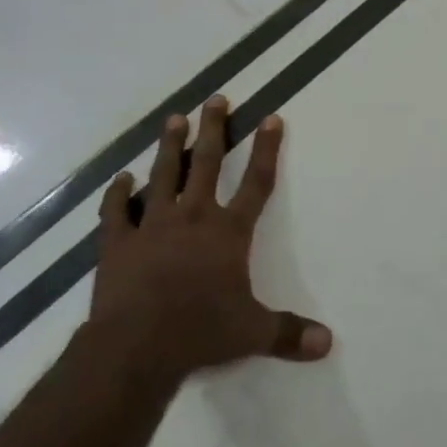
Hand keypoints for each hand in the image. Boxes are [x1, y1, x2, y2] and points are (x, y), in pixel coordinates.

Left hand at [88, 97, 331, 380]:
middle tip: (216, 99)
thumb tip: (328, 343)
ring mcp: (152, 226)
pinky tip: (121, 178)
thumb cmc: (200, 332)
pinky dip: (118, 194)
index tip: (271, 118)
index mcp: (228, 232)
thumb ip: (289, 333)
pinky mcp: (118, 243)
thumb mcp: (253, 333)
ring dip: (170, 146)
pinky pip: (117, 211)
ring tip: (174, 119)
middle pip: (206, 164)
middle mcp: (193, 217)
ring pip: (163, 175)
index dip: (266, 150)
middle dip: (214, 129)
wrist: (136, 347)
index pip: (256, 183)